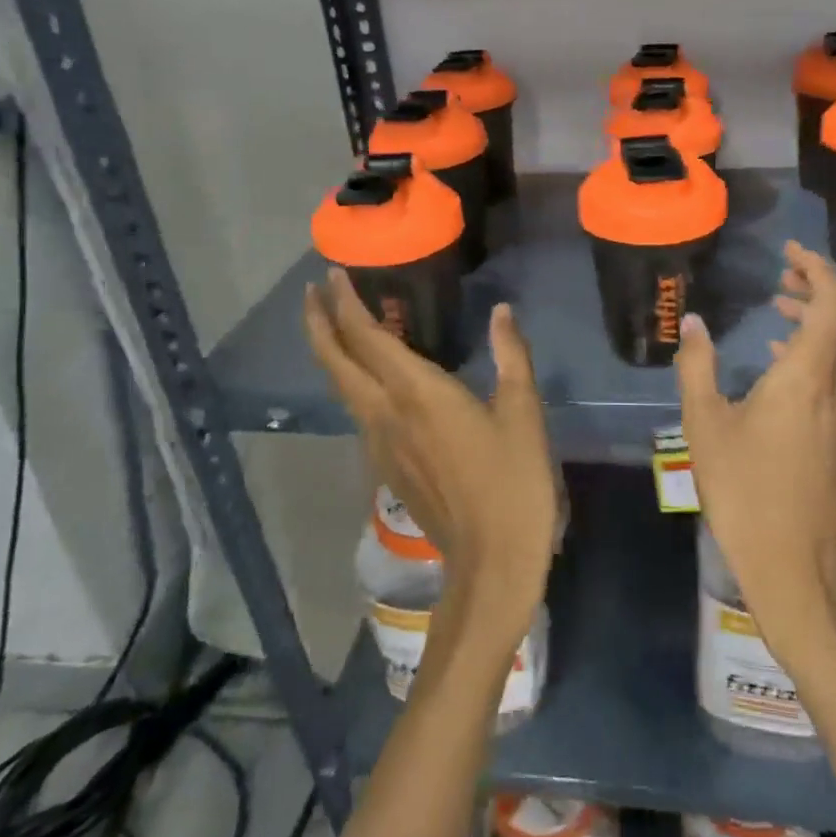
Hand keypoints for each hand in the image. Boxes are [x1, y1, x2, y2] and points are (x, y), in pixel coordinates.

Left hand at [303, 270, 558, 644]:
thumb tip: (502, 312)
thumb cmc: (513, 482)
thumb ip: (511, 357)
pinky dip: (352, 382)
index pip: (366, 337)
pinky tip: (370, 380)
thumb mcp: (522, 413)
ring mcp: (380, 444)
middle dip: (320, 324)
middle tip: (313, 293)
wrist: (491, 561)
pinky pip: (358, 412)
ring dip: (331, 353)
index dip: (345, 303)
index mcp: (417, 394)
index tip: (332, 275)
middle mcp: (386, 414)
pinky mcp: (386, 467)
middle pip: (336, 362)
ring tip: (335, 327)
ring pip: (342, 389)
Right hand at [675, 242, 835, 656]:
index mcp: (808, 376)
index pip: (835, 302)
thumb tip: (693, 322)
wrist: (794, 564)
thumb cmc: (744, 491)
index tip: (788, 252)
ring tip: (780, 305)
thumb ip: (697, 367)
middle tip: (784, 272)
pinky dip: (820, 346)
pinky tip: (784, 358)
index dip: (818, 268)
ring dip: (823, 316)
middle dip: (823, 285)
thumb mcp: (705, 425)